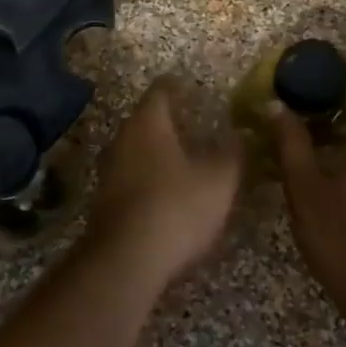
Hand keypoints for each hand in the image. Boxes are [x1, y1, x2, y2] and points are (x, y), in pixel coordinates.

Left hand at [86, 77, 241, 287]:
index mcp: (148, 122)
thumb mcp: (219, 180)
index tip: (194, 88)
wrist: (126, 260)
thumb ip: (232, 153)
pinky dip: (150, 177)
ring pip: (137, 148)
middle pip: (146, 119)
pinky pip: (132, 176)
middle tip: (196, 123)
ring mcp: (109, 169)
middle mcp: (123, 138)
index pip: (161, 90)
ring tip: (185, 157)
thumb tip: (239, 135)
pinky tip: (168, 191)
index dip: (178, 86)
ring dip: (158, 150)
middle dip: (169, 120)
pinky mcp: (106, 200)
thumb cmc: (176, 207)